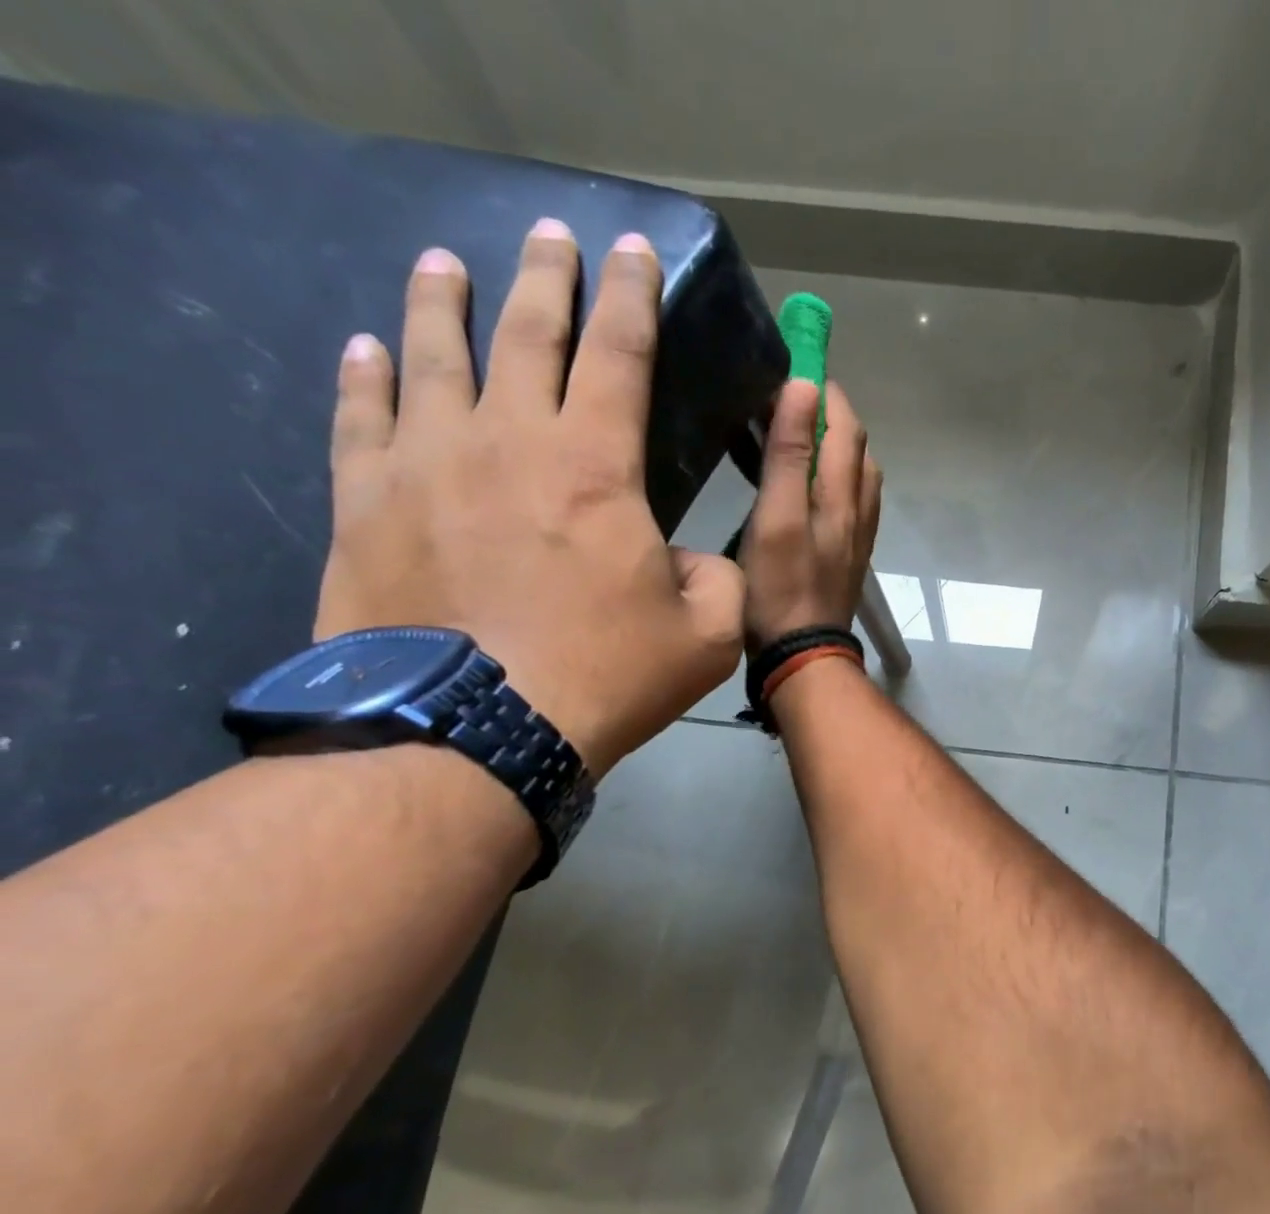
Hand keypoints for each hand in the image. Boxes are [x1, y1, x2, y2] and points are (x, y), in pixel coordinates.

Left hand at [314, 220, 745, 778]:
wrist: (476, 730)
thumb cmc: (606, 676)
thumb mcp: (707, 636)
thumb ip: (718, 580)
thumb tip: (691, 559)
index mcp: (596, 466)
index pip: (618, 354)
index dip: (631, 296)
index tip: (632, 250)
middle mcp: (508, 441)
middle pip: (525, 333)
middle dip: (545, 277)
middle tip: (551, 237)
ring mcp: (426, 465)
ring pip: (432, 356)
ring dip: (442, 302)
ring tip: (444, 264)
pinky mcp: (367, 503)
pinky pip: (361, 417)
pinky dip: (365, 376)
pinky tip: (367, 347)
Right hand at [739, 380, 882, 651]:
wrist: (803, 656)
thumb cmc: (780, 590)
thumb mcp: (777, 518)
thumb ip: (791, 455)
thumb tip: (806, 388)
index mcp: (841, 494)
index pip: (844, 423)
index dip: (823, 388)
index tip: (792, 362)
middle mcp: (859, 509)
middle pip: (854, 446)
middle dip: (828, 412)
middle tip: (785, 396)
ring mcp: (856, 535)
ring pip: (854, 475)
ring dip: (831, 445)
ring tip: (793, 433)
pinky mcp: (846, 556)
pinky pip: (847, 502)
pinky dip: (830, 478)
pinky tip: (804, 485)